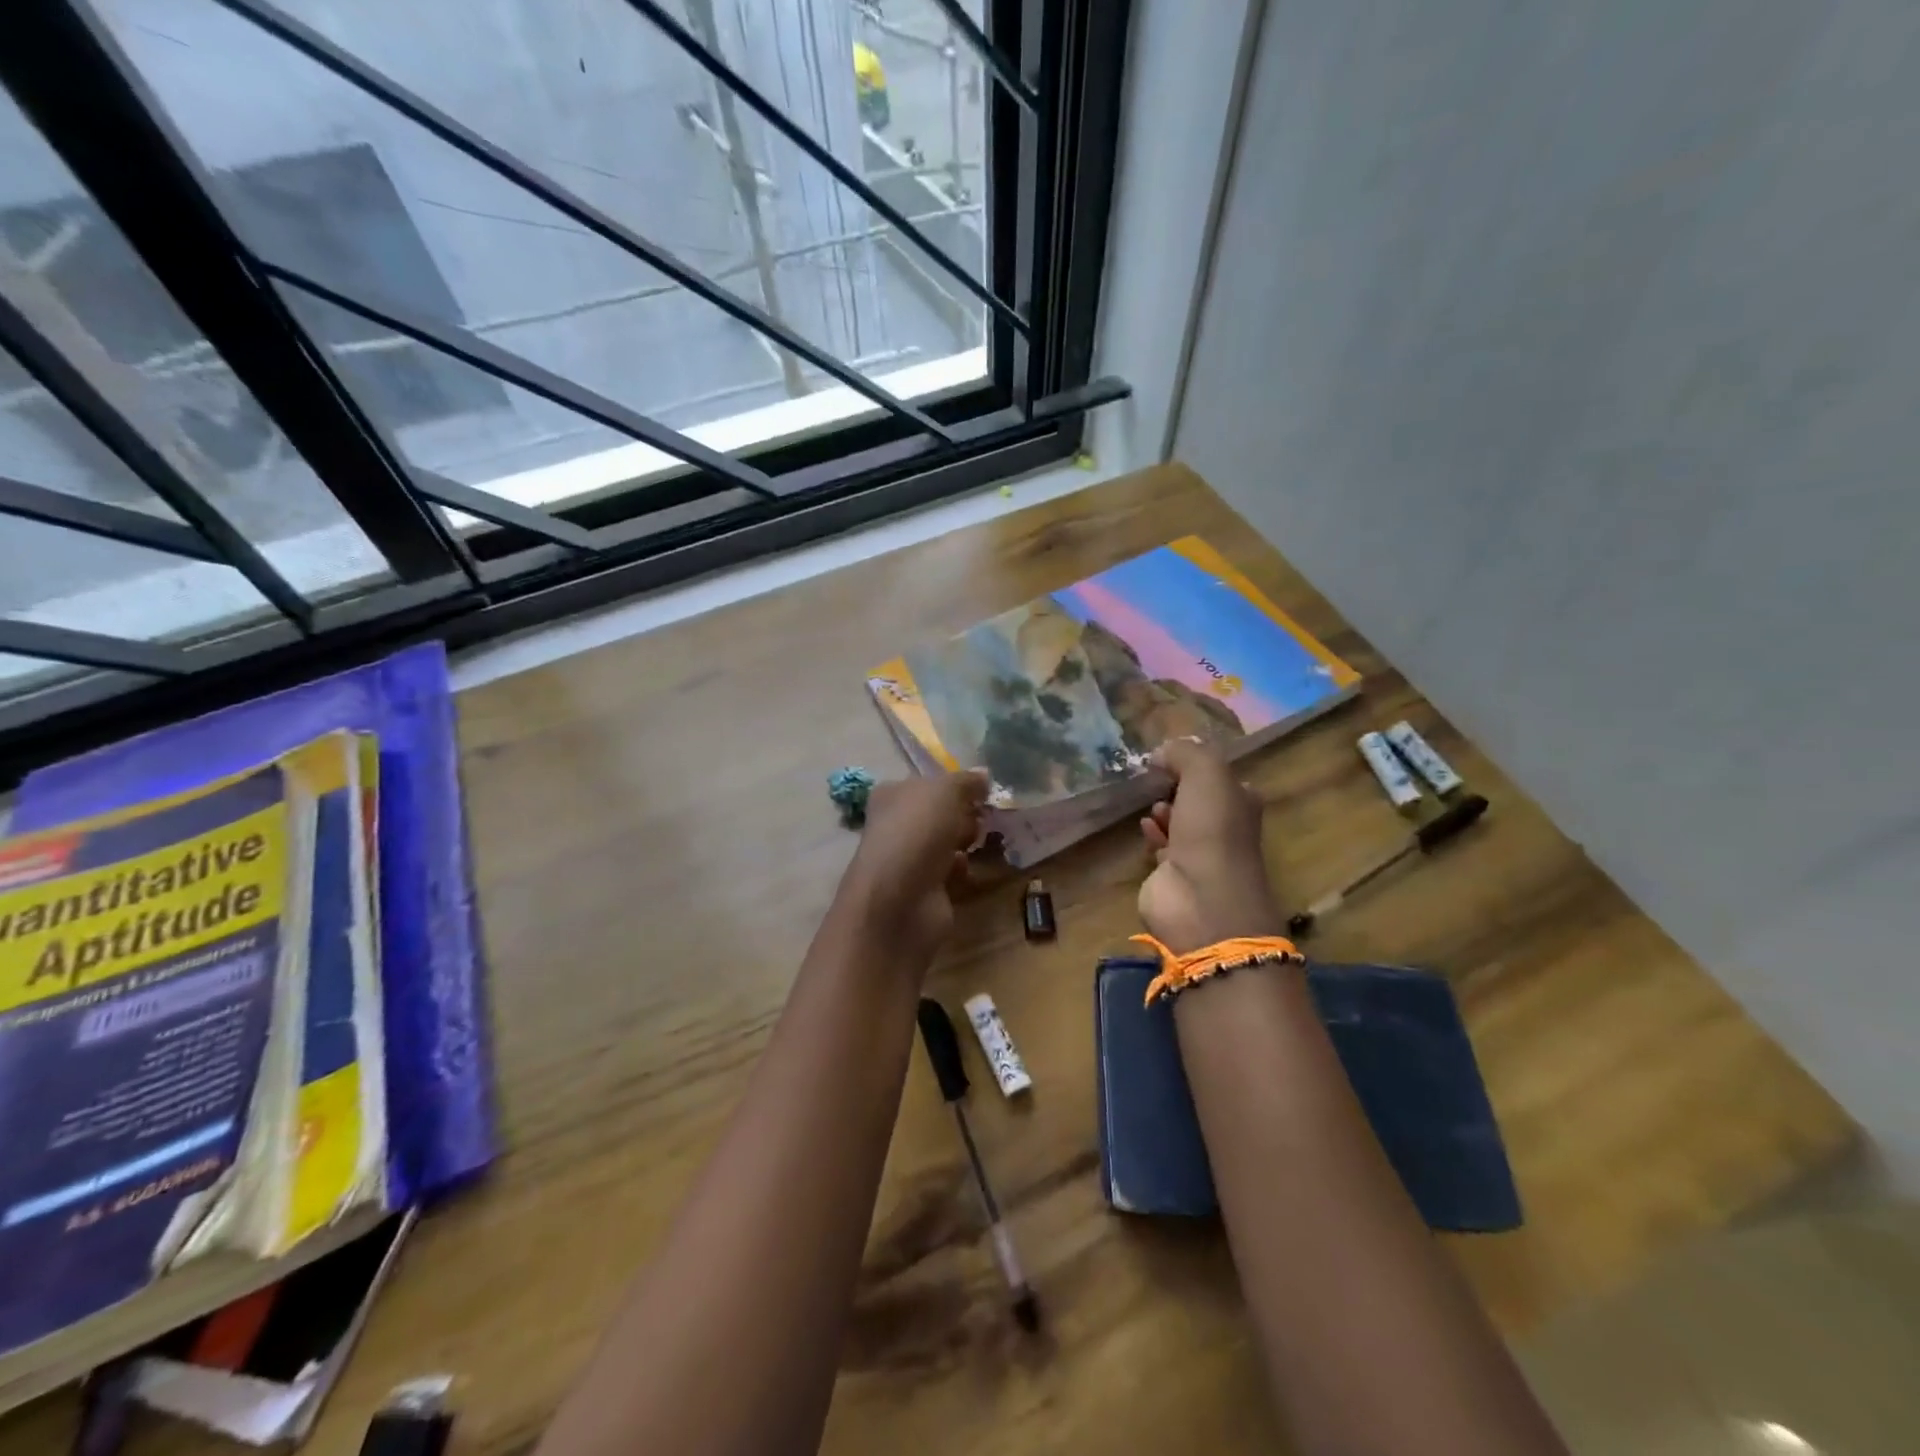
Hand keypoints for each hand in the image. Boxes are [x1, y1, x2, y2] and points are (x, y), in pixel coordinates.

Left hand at [843, 770, 989, 957]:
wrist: (899, 901)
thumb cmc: (917, 832)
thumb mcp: (945, 791)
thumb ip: (966, 781)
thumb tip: (983, 775)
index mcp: (892, 795)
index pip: (926, 783)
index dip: (954, 784)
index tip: (982, 790)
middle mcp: (897, 825)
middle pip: (939, 813)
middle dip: (964, 813)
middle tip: (984, 815)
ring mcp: (909, 859)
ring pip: (946, 842)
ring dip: (966, 840)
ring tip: (981, 840)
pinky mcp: (923, 889)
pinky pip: (950, 872)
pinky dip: (961, 870)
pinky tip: (967, 869)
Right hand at [1138, 740, 1283, 952]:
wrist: (1201, 899)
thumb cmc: (1212, 832)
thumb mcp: (1207, 774)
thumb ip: (1186, 753)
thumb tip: (1162, 752)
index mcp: (1242, 804)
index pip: (1224, 779)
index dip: (1200, 766)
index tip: (1173, 758)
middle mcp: (1225, 829)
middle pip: (1200, 800)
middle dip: (1179, 787)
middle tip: (1158, 779)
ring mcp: (1200, 855)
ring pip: (1181, 823)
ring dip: (1166, 810)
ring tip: (1152, 803)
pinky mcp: (1174, 875)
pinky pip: (1162, 847)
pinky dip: (1153, 833)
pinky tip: (1145, 825)